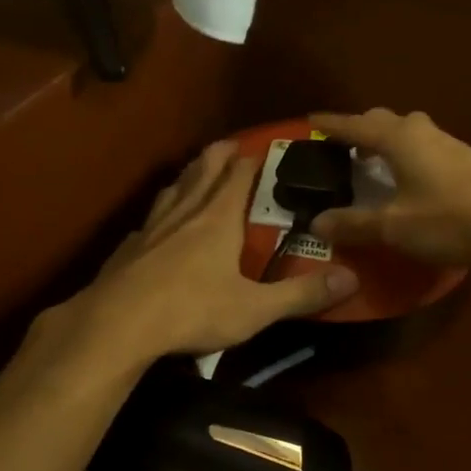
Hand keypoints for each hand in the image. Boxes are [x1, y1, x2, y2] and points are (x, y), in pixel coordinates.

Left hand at [60, 141, 359, 367]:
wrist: (117, 324)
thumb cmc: (192, 310)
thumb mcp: (254, 309)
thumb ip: (301, 295)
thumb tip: (353, 279)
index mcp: (217, 218)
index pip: (238, 174)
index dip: (252, 158)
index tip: (265, 148)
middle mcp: (184, 212)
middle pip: (203, 169)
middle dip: (219, 154)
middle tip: (232, 146)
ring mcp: (151, 227)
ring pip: (173, 188)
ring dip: (189, 175)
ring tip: (197, 173)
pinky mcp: (128, 247)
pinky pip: (151, 218)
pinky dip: (163, 211)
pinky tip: (158, 225)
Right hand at [308, 109, 470, 264]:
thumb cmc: (455, 219)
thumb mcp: (397, 228)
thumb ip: (355, 224)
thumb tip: (316, 222)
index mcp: (399, 139)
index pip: (354, 126)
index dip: (331, 125)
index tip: (310, 120)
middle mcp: (423, 132)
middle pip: (383, 121)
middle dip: (360, 129)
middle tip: (341, 148)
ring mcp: (450, 144)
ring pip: (408, 132)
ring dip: (385, 142)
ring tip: (371, 164)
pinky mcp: (470, 161)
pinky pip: (425, 148)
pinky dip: (406, 156)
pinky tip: (410, 181)